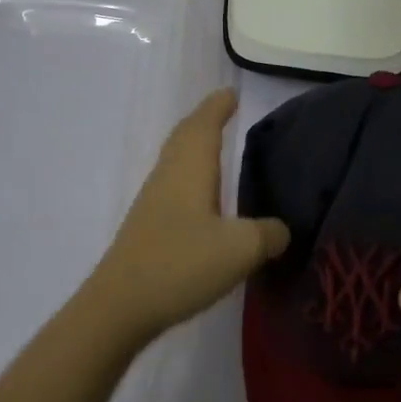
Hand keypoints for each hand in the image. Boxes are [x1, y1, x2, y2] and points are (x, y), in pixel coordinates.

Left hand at [85, 88, 288, 341]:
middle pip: (185, 137)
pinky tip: (202, 198)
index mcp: (189, 169)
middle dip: (204, 121)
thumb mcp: (241, 249)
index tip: (231, 93)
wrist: (119, 308)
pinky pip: (173, 185)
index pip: (204, 125)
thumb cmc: (181, 264)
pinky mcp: (148, 228)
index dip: (218, 107)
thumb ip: (268, 234)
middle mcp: (168, 177)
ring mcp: (153, 202)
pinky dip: (190, 176)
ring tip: (217, 148)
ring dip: (195, 147)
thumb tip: (281, 229)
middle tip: (225, 111)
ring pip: (176, 161)